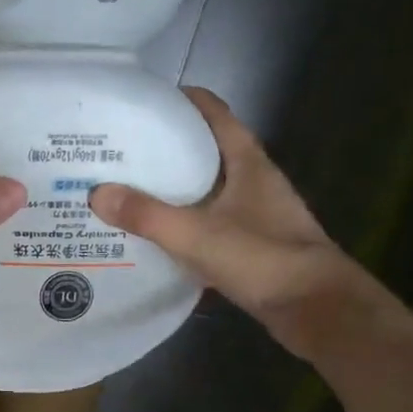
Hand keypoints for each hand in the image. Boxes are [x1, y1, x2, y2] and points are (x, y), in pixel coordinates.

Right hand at [89, 88, 372, 360]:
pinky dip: (184, 221)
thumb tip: (96, 193)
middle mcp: (253, 181)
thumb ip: (147, 214)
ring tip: (130, 189)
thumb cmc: (263, 259)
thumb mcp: (197, 235)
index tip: (145, 102)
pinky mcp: (251, 244)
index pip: (216, 114)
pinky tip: (156, 234)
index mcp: (248, 163)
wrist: (317, 309)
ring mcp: (255, 214)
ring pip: (208, 188)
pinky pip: (209, 222)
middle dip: (168, 146)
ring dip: (175, 186)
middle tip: (123, 150)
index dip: (184, 102)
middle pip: (208, 150)